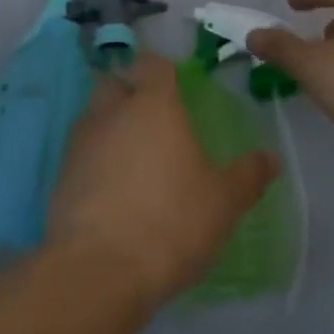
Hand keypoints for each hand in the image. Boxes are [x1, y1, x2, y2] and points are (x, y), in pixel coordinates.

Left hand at [48, 53, 279, 305]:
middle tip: (153, 116)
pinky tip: (112, 188)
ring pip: (94, 116)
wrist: (100, 268)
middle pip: (116, 82)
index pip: (153, 64)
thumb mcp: (224, 202)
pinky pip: (81, 153)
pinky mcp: (61, 175)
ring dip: (110, 125)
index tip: (176, 84)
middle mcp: (112, 112)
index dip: (163, 69)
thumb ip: (248, 176)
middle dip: (130, 90)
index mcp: (154, 105)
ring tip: (133, 154)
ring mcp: (81, 142)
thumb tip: (272, 159)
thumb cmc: (172, 221)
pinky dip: (95, 160)